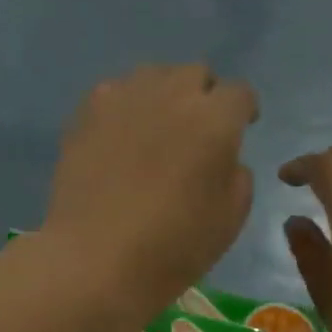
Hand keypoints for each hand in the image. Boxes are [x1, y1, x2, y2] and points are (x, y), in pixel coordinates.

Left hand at [43, 64, 257, 323]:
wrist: (95, 258)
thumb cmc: (172, 246)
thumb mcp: (230, 218)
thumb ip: (236, 174)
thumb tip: (223, 156)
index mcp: (214, 119)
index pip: (238, 93)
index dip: (243, 110)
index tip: (241, 127)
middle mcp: (171, 94)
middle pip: (195, 74)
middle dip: (202, 95)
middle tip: (196, 129)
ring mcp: (124, 98)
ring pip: (153, 75)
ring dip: (163, 94)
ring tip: (155, 127)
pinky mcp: (88, 111)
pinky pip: (115, 92)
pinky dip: (124, 106)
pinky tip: (119, 136)